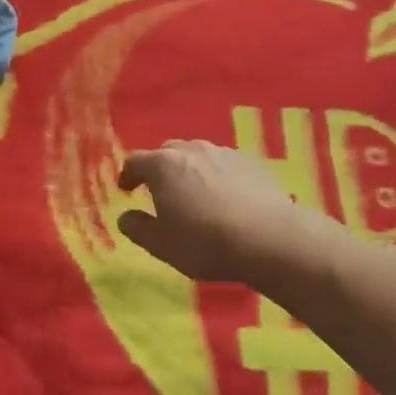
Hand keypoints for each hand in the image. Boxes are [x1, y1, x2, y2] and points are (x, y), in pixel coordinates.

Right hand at [118, 140, 303, 284]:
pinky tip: (224, 198)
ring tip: (194, 194)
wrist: (270, 239)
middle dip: (159, 169)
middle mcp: (192, 150)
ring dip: (189, 171)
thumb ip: (138, 228)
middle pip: (167, 152)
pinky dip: (216, 176)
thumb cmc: (206, 242)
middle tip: (160, 192)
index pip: (135, 161)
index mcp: (163, 165)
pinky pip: (224, 165)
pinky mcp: (252, 162)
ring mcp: (224, 153)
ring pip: (198, 156)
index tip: (127, 189)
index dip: (127, 175)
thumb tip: (125, 217)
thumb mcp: (161, 245)